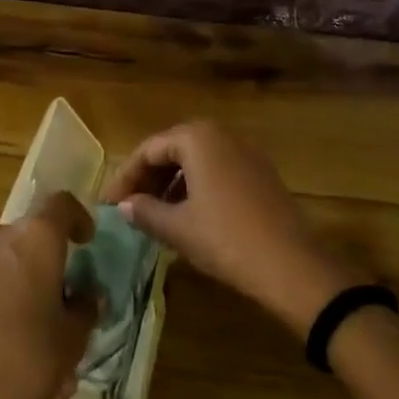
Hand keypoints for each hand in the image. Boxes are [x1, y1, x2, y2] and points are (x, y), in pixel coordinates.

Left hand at [0, 193, 97, 398]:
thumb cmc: (22, 368)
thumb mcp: (71, 342)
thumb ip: (84, 310)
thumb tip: (85, 298)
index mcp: (33, 239)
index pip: (61, 205)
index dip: (78, 219)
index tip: (86, 244)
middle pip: (28, 241)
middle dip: (46, 270)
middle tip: (60, 311)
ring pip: (0, 268)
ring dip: (18, 293)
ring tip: (30, 347)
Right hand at [100, 122, 360, 335]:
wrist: (291, 264)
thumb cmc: (225, 239)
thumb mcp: (177, 228)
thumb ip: (145, 211)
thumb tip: (124, 205)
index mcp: (197, 138)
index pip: (149, 148)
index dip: (125, 176)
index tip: (107, 203)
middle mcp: (222, 135)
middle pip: (173, 149)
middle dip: (148, 177)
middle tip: (127, 207)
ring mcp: (246, 152)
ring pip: (197, 160)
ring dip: (171, 183)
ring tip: (153, 214)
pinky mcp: (261, 173)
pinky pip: (218, 170)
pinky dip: (196, 186)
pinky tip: (187, 215)